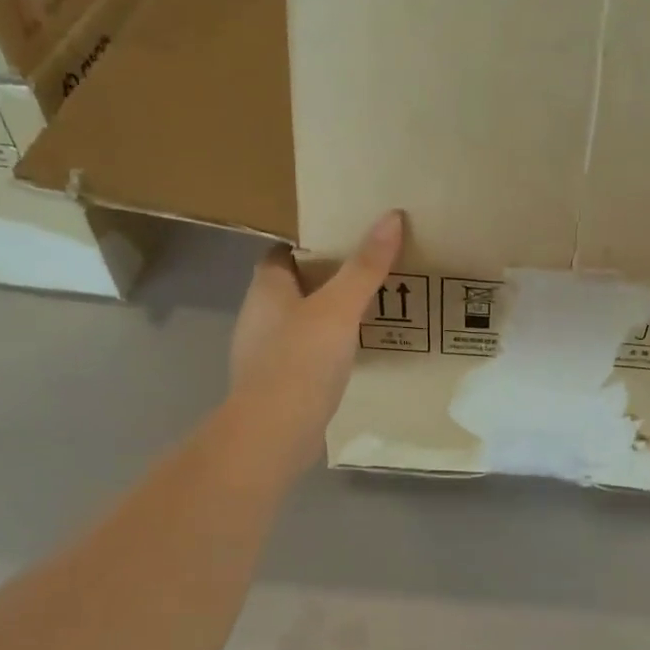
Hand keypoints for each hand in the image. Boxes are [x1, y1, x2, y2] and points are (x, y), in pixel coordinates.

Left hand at [226, 210, 403, 471]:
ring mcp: (264, 355)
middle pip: (293, 289)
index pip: (281, 254)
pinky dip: (325, 353)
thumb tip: (391, 216)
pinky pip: (304, 358)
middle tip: (368, 276)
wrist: (274, 433)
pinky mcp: (276, 386)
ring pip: (299, 325)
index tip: (345, 243)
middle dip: (325, 282)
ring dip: (326, 320)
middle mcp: (258, 318)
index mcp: (266, 290)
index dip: (310, 246)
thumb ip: (365, 267)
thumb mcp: (340, 308)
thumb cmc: (301, 361)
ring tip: (368, 315)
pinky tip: (353, 358)